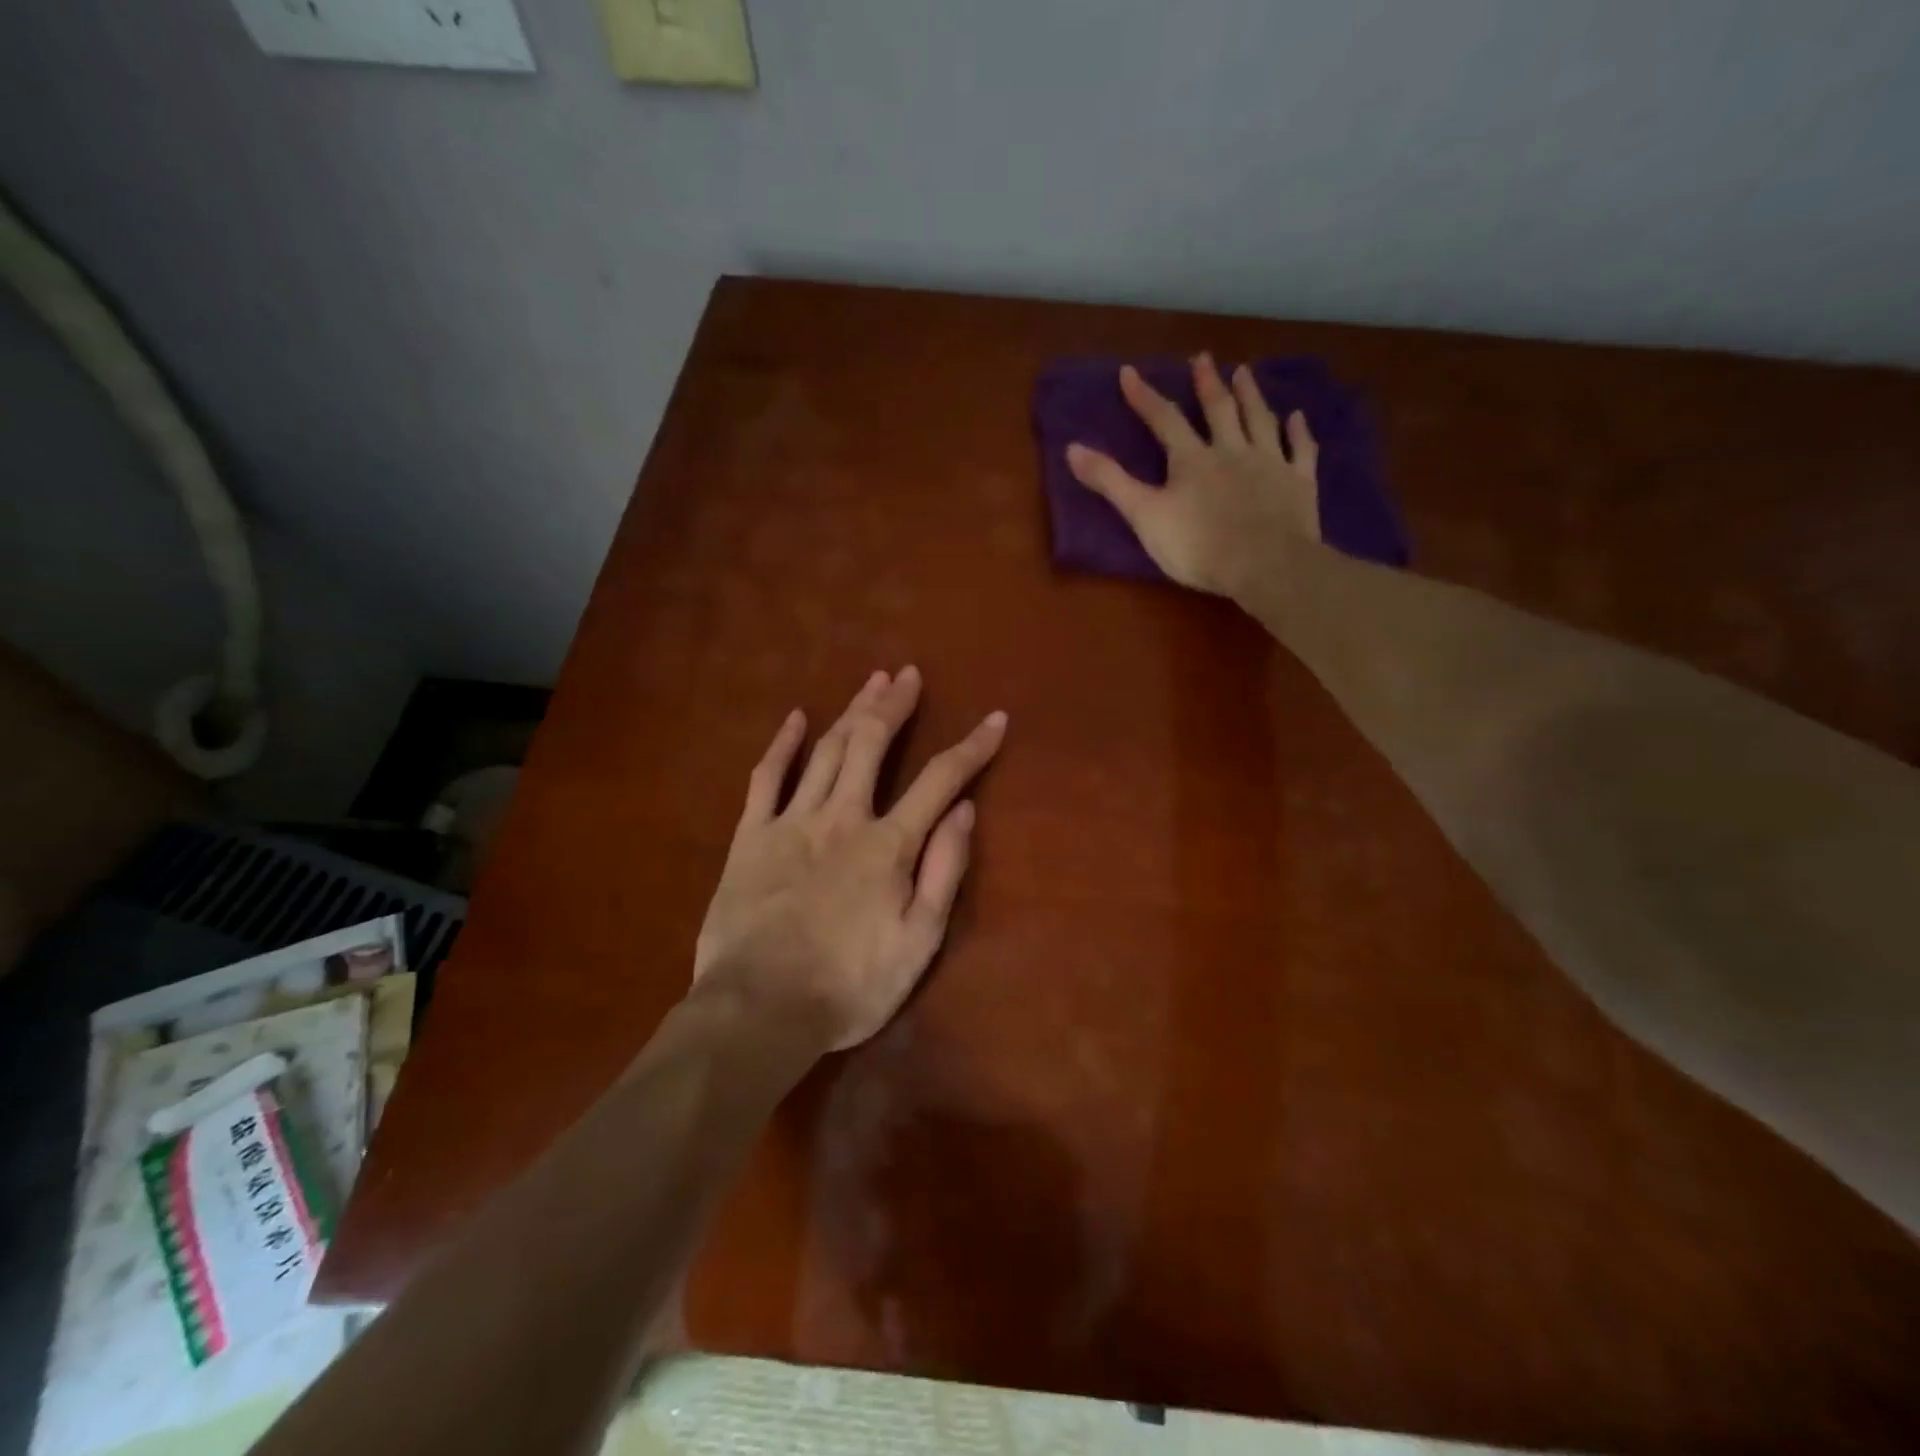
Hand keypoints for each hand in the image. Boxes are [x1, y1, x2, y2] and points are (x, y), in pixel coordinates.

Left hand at [693, 667, 1006, 1050]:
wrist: (759, 1009)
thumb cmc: (849, 985)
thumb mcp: (918, 941)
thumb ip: (944, 871)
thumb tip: (964, 811)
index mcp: (888, 844)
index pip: (940, 780)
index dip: (972, 747)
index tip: (995, 720)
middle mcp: (842, 817)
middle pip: (872, 744)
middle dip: (895, 705)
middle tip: (909, 675)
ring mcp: (792, 821)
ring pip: (826, 750)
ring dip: (852, 711)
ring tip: (872, 681)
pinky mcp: (751, 836)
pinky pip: (766, 777)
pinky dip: (783, 744)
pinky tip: (796, 718)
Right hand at [1065, 353, 1321, 599]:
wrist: (1265, 565)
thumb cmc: (1198, 546)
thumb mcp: (1144, 516)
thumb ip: (1111, 482)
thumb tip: (1072, 448)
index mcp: (1192, 459)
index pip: (1164, 420)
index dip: (1145, 397)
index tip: (1130, 372)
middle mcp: (1231, 450)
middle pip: (1218, 410)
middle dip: (1207, 384)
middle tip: (1203, 358)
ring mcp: (1270, 463)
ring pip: (1259, 420)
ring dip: (1251, 395)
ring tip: (1244, 372)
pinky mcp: (1299, 483)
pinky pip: (1300, 451)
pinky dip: (1299, 432)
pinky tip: (1298, 418)